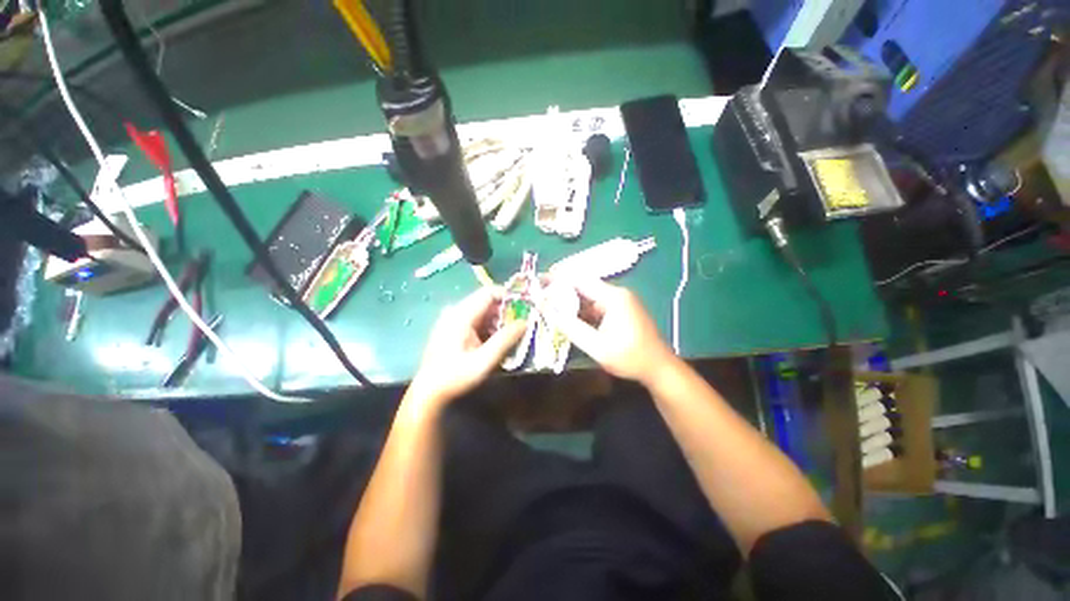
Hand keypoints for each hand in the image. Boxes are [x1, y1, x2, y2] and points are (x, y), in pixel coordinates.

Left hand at [407, 286, 525, 410]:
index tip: (524, 306)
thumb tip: (525, 322)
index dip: (508, 296)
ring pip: (482, 310)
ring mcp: (452, 319)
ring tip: (512, 333)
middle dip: (505, 310)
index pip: (488, 293)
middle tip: (521, 322)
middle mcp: (455, 311)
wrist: (428, 391)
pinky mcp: (453, 327)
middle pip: (486, 301)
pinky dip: (489, 326)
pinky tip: (496, 340)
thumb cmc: (455, 377)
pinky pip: (476, 319)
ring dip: (498, 319)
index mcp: (460, 315)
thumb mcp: (484, 361)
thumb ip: (505, 340)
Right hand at [541, 278, 675, 384]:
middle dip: (562, 292)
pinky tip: (570, 319)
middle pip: (584, 287)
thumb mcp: (597, 346)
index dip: (558, 279)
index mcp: (613, 297)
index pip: (580, 280)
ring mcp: (621, 302)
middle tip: (541, 298)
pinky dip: (582, 311)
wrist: (659, 368)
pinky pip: (597, 306)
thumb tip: (550, 312)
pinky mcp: (621, 311)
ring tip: (550, 308)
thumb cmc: (630, 358)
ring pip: (589, 297)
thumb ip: (572, 328)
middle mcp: (617, 294)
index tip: (539, 282)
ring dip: (571, 303)